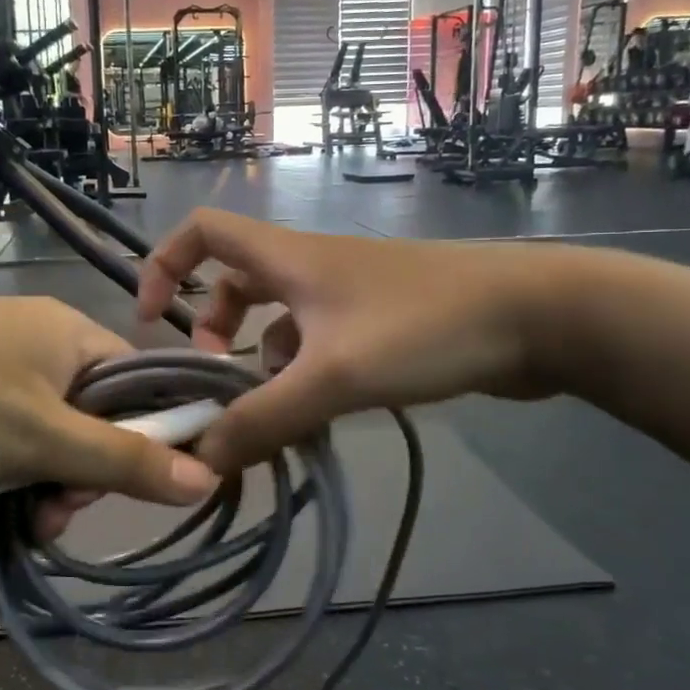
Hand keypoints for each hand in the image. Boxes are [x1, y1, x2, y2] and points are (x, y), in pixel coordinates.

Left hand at [0, 298, 217, 532]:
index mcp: (70, 333)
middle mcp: (37, 342)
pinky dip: (3, 471)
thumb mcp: (41, 438)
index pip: (140, 381)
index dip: (149, 434)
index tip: (135, 486)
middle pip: (93, 413)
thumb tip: (207, 476)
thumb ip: (123, 459)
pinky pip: (2, 436)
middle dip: (84, 470)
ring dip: (42, 480)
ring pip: (45, 433)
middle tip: (58, 512)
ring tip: (23, 520)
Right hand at [136, 210, 571, 471]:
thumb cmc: (424, 328)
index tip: (152, 322)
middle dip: (214, 331)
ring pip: (279, 320)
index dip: (164, 265)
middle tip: (216, 382)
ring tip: (270, 414)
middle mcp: (311, 267)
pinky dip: (303, 374)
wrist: (537, 318)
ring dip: (261, 363)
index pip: (203, 232)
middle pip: (236, 283)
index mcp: (288, 258)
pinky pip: (318, 342)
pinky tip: (319, 415)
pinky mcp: (381, 322)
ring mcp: (349, 294)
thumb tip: (201, 457)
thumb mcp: (332, 377)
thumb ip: (263, 419)